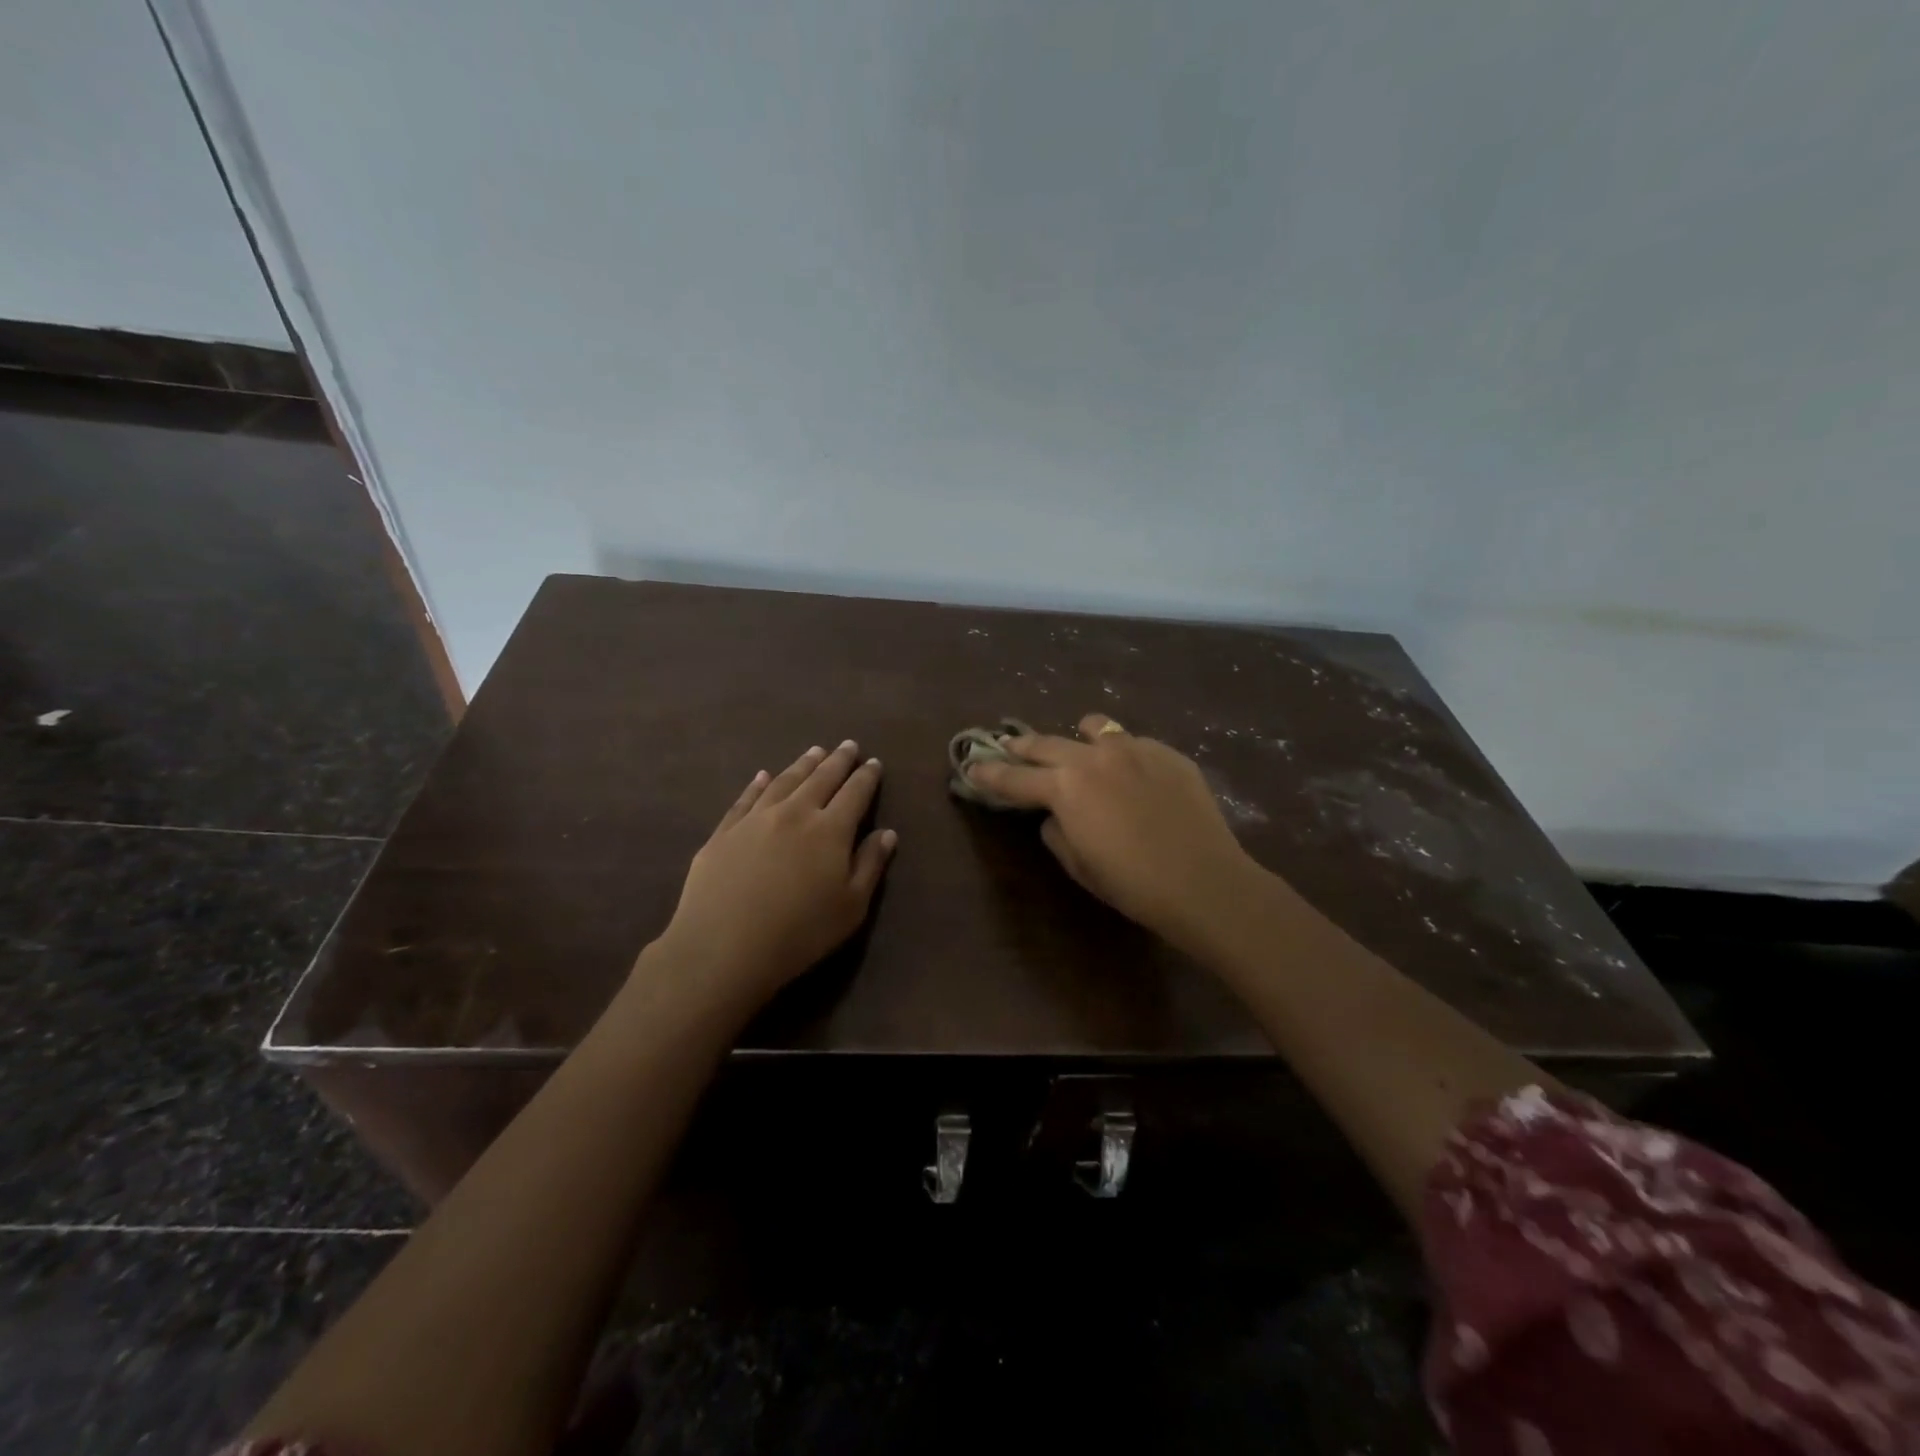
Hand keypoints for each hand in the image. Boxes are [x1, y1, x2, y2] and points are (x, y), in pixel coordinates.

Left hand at [655, 741, 896, 1005]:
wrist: (724, 947)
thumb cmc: (800, 933)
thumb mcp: (851, 907)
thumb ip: (870, 865)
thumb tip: (887, 833)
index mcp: (830, 830)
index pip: (855, 793)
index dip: (866, 777)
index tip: (874, 762)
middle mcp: (794, 813)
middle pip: (821, 778)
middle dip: (838, 760)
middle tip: (848, 745)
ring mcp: (755, 819)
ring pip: (784, 781)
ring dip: (803, 764)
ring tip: (815, 751)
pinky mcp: (724, 832)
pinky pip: (746, 798)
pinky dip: (757, 784)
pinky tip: (762, 776)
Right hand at [964, 714, 1261, 950]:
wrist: (1204, 880)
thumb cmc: (1132, 883)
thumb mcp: (1079, 864)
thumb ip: (1056, 831)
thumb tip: (1055, 814)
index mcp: (1065, 787)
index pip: (1014, 778)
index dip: (988, 774)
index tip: (971, 767)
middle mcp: (1093, 756)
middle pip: (1046, 743)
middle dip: (1022, 746)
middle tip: (1008, 745)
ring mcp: (1134, 748)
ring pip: (1094, 727)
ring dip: (1076, 737)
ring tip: (1077, 745)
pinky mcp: (1167, 752)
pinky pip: (1133, 742)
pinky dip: (1120, 752)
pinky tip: (1131, 773)